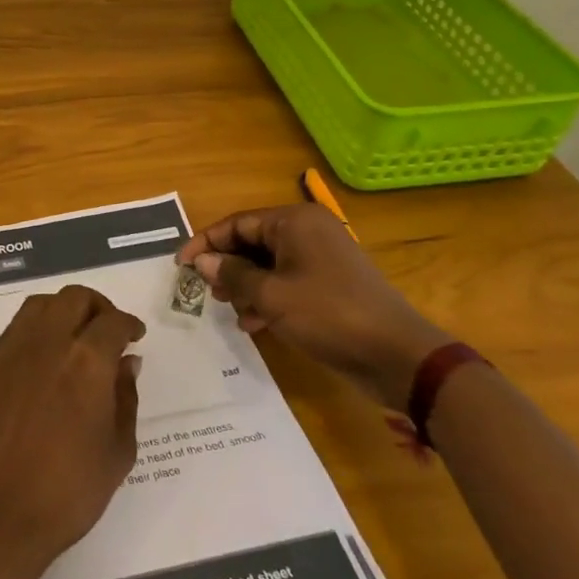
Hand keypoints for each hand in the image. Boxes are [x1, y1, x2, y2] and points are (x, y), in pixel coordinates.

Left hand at [0, 286, 143, 576]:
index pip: (113, 322)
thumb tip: (127, 362)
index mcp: (87, 361)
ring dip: (65, 308)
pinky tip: (48, 352)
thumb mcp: (117, 451)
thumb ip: (125, 399)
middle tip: (109, 330)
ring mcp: (15, 349)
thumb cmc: (69, 491)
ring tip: (77, 335)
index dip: (129, 324)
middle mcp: (49, 342)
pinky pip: (18, 324)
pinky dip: (39, 323)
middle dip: (98, 307)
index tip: (136, 335)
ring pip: (43, 303)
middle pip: (75, 298)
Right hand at [178, 203, 449, 410]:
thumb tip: (202, 260)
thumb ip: (232, 274)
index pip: (237, 223)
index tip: (181, 266)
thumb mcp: (271, 296)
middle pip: (252, 242)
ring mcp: (322, 259)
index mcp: (294, 222)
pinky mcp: (331, 285)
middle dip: (226, 266)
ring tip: (229, 310)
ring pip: (268, 264)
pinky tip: (254, 324)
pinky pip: (287, 282)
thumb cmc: (328, 315)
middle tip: (206, 291)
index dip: (205, 243)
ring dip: (245, 285)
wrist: (398, 356)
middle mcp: (308, 232)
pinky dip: (268, 298)